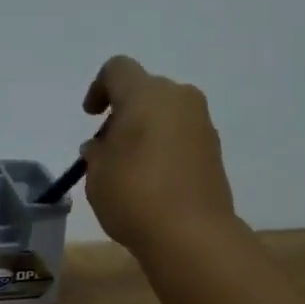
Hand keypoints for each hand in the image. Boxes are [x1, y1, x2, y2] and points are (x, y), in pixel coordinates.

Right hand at [79, 55, 235, 253]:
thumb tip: (102, 145)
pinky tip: (153, 179)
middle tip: (109, 146)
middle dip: (125, 112)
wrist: (190, 233)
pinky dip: (165, 146)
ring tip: (130, 166)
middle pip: (145, 90)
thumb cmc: (133, 196)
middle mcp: (178, 98)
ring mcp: (201, 123)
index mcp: (145, 95)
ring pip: (166, 112)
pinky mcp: (214, 148)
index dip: (99, 88)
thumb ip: (96, 152)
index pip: (117, 70)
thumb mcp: (97, 175)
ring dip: (146, 129)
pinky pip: (182, 135)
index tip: (91, 116)